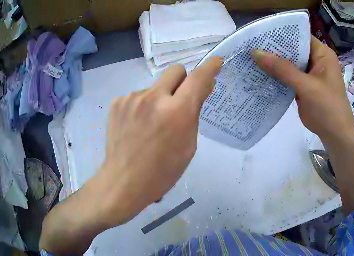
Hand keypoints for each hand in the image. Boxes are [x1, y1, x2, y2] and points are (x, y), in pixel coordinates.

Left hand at [100, 57, 222, 225]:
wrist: (124, 181)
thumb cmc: (162, 171)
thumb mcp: (187, 146)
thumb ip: (194, 113)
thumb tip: (201, 90)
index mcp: (177, 112)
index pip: (198, 78)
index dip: (210, 67)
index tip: (216, 62)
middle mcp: (154, 98)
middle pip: (175, 70)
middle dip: (181, 81)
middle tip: (176, 101)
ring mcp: (132, 97)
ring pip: (154, 87)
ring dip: (158, 99)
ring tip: (149, 124)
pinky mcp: (117, 102)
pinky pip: (136, 96)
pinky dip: (140, 107)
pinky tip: (135, 126)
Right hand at [253, 36, 353, 144]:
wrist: (334, 133)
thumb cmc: (327, 107)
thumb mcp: (306, 86)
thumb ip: (282, 69)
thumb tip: (256, 53)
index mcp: (322, 54)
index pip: (300, 36)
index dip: (281, 34)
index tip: (260, 33)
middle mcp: (315, 60)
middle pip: (292, 49)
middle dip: (273, 48)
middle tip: (250, 44)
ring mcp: (308, 73)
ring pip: (288, 63)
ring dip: (272, 62)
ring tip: (250, 56)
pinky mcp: (302, 85)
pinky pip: (286, 76)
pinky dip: (275, 75)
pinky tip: (258, 72)